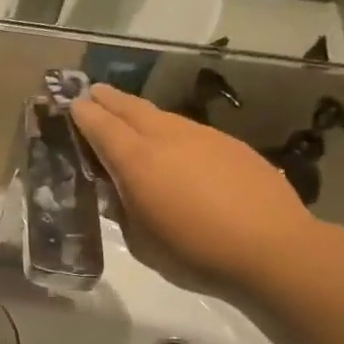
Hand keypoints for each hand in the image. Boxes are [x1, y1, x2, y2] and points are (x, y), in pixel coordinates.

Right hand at [70, 83, 317, 283]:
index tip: (72, 104)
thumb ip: (124, 210)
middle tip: (95, 91)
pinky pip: (190, 130)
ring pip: (163, 116)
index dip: (84, 114)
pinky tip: (175, 146)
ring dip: (141, 113)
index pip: (102, 128)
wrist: (271, 248)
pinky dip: (171, 130)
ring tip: (130, 116)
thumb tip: (117, 191)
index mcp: (137, 162)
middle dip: (110, 99)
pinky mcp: (231, 145)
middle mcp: (167, 139)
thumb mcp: (142, 242)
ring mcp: (203, 137)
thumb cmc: (195, 253)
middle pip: (131, 109)